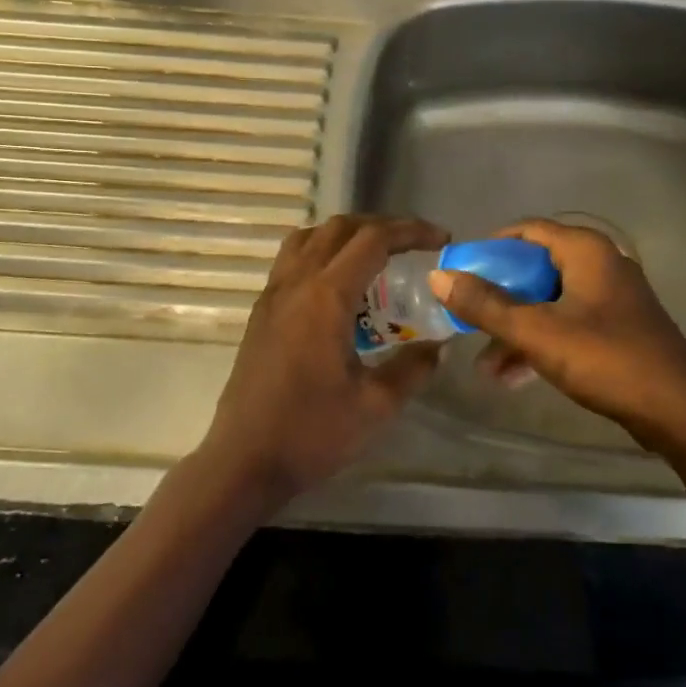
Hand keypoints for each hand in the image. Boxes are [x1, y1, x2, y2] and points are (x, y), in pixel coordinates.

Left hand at [197, 214, 447, 510]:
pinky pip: (292, 258)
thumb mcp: (376, 405)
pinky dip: (321, 251)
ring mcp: (273, 293)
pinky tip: (338, 284)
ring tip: (376, 256)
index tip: (441, 240)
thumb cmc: (311, 432)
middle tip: (414, 245)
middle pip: (341, 227)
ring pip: (311, 236)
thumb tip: (438, 346)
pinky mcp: (261, 310)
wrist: (244, 460)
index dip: (411, 231)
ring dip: (347, 234)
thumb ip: (413, 368)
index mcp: (327, 296)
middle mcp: (297, 282)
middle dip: (382, 226)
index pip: (373, 239)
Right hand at [429, 218, 685, 461]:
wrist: (680, 412)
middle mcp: (600, 264)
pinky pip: (567, 323)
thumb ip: (487, 305)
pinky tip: (514, 377)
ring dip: (516, 329)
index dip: (489, 248)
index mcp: (585, 251)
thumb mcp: (538, 332)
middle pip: (535, 268)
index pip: (526, 230)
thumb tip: (439, 277)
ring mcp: (611, 297)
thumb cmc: (607, 360)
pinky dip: (541, 342)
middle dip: (499, 298)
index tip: (461, 272)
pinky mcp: (617, 327)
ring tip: (485, 367)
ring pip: (549, 301)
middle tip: (468, 318)